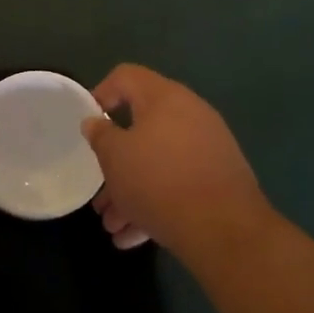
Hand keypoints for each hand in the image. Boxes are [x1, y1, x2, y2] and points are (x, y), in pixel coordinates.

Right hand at [82, 64, 273, 266]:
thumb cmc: (159, 181)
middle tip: (99, 191)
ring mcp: (208, 146)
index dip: (101, 93)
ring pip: (159, 161)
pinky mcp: (219, 177)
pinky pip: (179, 181)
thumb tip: (95, 121)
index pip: (126, 76)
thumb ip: (100, 135)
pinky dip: (156, 202)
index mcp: (164, 97)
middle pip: (142, 127)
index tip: (89, 123)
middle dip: (116, 162)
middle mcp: (189, 113)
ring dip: (132, 190)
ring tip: (113, 226)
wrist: (224, 228)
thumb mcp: (115, 158)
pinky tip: (136, 236)